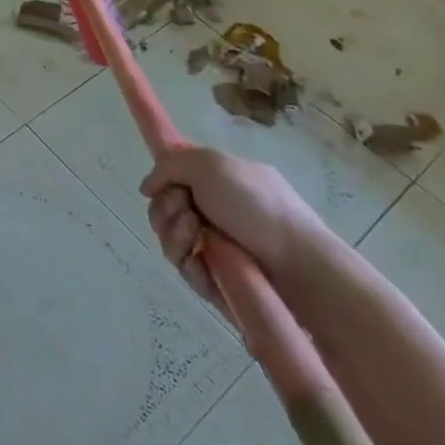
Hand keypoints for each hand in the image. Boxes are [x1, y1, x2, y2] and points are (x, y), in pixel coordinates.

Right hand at [139, 146, 332, 301]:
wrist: (297, 264)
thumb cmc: (255, 205)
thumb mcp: (209, 164)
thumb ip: (169, 166)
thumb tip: (147, 187)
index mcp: (216, 182)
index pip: (173, 180)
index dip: (163, 185)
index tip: (166, 189)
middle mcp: (214, 212)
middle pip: (164, 211)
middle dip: (166, 212)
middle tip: (187, 214)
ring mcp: (217, 247)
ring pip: (171, 241)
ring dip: (175, 238)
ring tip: (197, 240)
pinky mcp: (220, 280)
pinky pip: (188, 271)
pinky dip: (191, 267)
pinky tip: (204, 266)